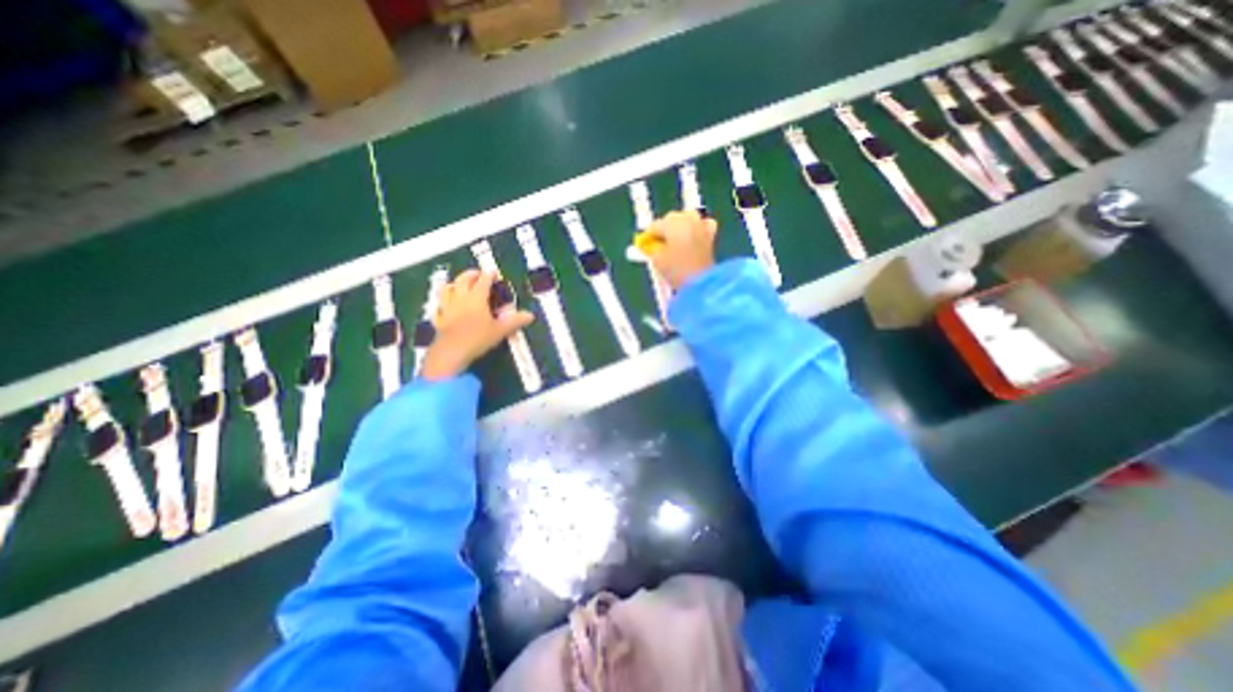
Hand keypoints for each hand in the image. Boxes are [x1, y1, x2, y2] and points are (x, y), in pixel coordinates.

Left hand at [423, 268, 531, 376]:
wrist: (451, 352)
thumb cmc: (478, 338)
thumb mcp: (500, 330)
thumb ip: (515, 321)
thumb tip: (530, 315)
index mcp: (477, 299)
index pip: (483, 281)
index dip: (489, 275)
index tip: (494, 272)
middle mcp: (461, 299)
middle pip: (463, 280)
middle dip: (470, 274)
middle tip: (477, 274)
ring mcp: (447, 308)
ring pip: (446, 289)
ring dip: (453, 284)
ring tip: (459, 285)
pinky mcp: (439, 319)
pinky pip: (439, 307)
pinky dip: (442, 303)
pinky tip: (445, 306)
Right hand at [647, 208, 714, 287]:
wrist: (702, 282)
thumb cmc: (676, 270)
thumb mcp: (657, 259)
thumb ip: (651, 248)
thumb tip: (650, 244)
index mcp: (672, 221)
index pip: (654, 226)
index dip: (648, 238)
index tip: (644, 247)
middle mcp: (688, 218)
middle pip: (671, 220)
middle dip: (664, 232)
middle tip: (659, 247)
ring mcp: (701, 225)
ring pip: (686, 221)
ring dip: (679, 229)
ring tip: (674, 245)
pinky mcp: (711, 235)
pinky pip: (701, 226)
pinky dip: (695, 231)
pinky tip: (691, 241)